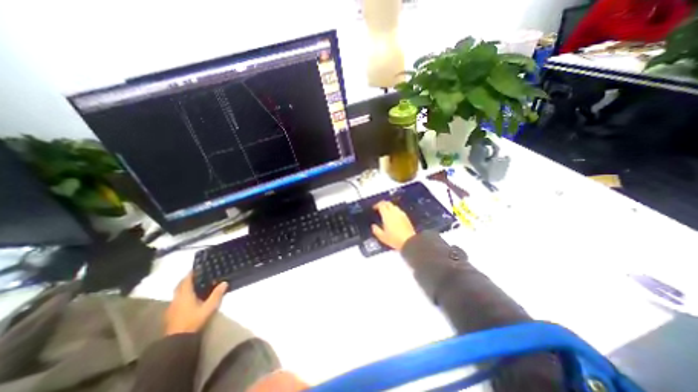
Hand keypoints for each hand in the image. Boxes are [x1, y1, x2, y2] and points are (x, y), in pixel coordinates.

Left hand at [166, 274, 227, 335]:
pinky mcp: (170, 313)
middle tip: (196, 275)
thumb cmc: (194, 320)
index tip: (197, 268)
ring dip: (183, 287)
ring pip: (177, 292)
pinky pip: (176, 299)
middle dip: (186, 279)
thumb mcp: (209, 307)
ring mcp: (172, 306)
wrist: (177, 340)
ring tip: (193, 285)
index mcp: (185, 295)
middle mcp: (176, 298)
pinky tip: (188, 299)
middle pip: (180, 285)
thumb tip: (225, 282)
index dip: (191, 273)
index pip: (186, 280)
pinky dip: (181, 295)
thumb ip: (217, 294)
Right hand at [370, 203, 412, 250]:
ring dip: (389, 207)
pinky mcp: (406, 217)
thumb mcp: (382, 237)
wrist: (409, 242)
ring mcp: (401, 214)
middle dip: (383, 204)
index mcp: (387, 215)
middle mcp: (394, 212)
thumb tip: (373, 226)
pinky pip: (399, 210)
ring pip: (394, 206)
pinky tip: (394, 217)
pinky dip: (395, 211)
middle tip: (379, 208)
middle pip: (388, 203)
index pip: (381, 205)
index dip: (377, 205)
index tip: (374, 208)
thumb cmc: (394, 239)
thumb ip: (376, 230)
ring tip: (386, 212)